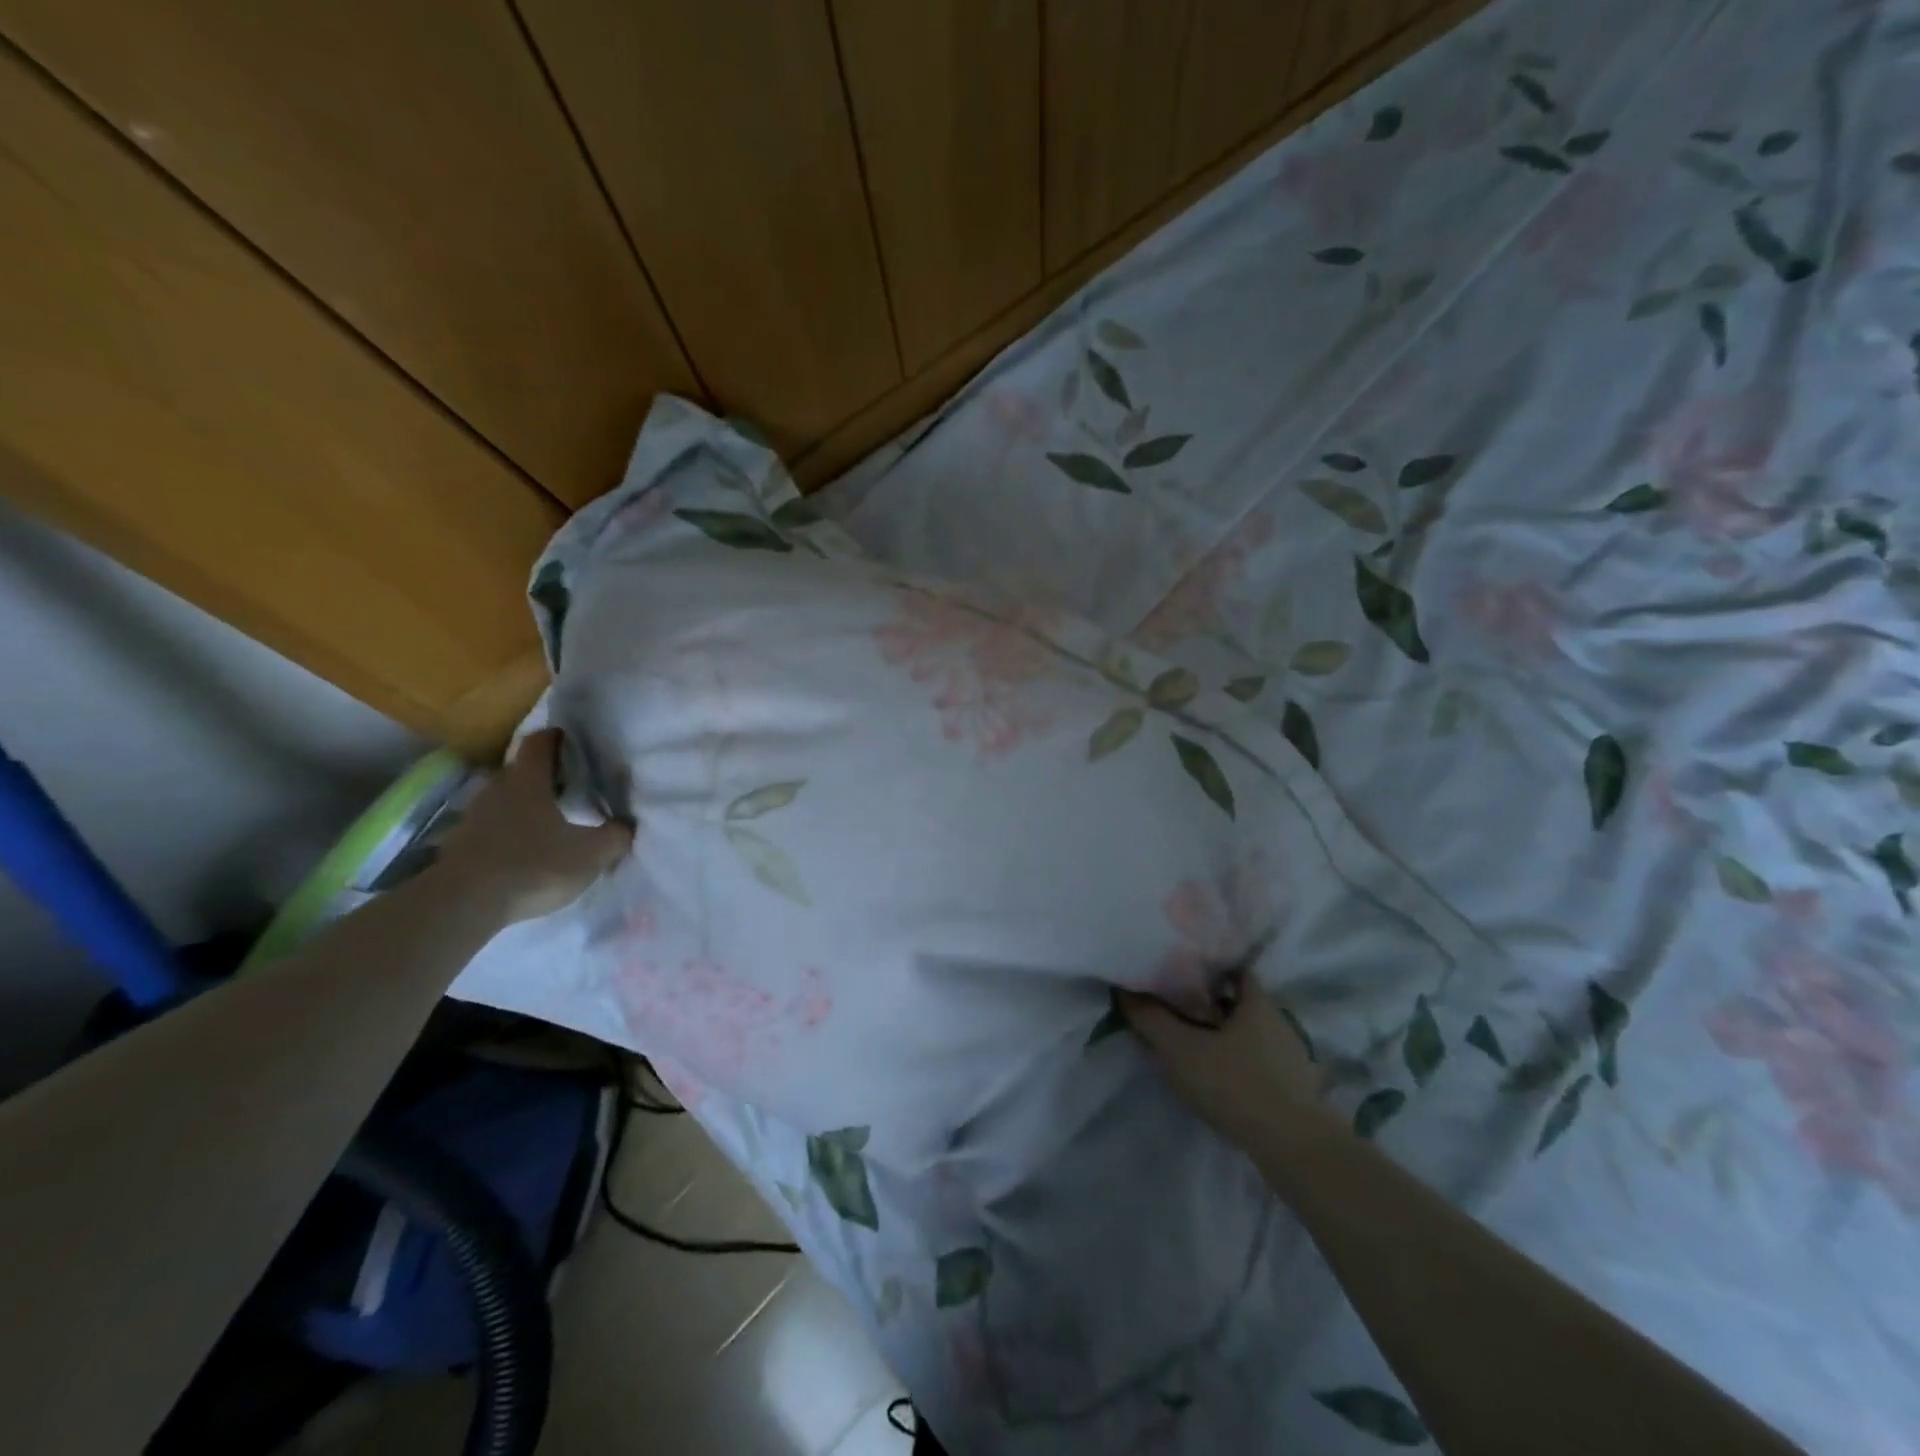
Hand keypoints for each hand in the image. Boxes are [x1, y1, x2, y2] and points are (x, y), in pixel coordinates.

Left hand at [436, 729, 632, 923]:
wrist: (464, 905)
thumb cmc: (534, 865)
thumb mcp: (591, 854)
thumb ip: (614, 836)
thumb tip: (627, 826)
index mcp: (528, 781)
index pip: (539, 744)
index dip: (555, 738)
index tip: (568, 738)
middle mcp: (496, 790)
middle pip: (519, 771)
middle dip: (541, 774)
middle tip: (566, 784)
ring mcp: (472, 818)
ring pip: (502, 800)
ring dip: (521, 805)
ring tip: (546, 820)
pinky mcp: (458, 847)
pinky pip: (488, 828)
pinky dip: (505, 832)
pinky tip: (522, 850)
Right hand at [1118, 974, 1331, 1152]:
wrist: (1296, 1150)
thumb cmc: (1236, 1085)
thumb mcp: (1181, 1050)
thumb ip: (1150, 1019)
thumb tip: (1124, 991)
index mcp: (1257, 1002)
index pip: (1232, 970)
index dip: (1206, 969)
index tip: (1179, 975)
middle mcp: (1278, 1022)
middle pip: (1238, 1002)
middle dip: (1209, 1004)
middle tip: (1176, 1010)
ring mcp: (1290, 1057)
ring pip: (1248, 1035)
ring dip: (1222, 1037)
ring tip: (1192, 1046)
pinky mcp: (1295, 1090)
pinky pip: (1258, 1063)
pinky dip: (1237, 1064)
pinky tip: (1218, 1079)